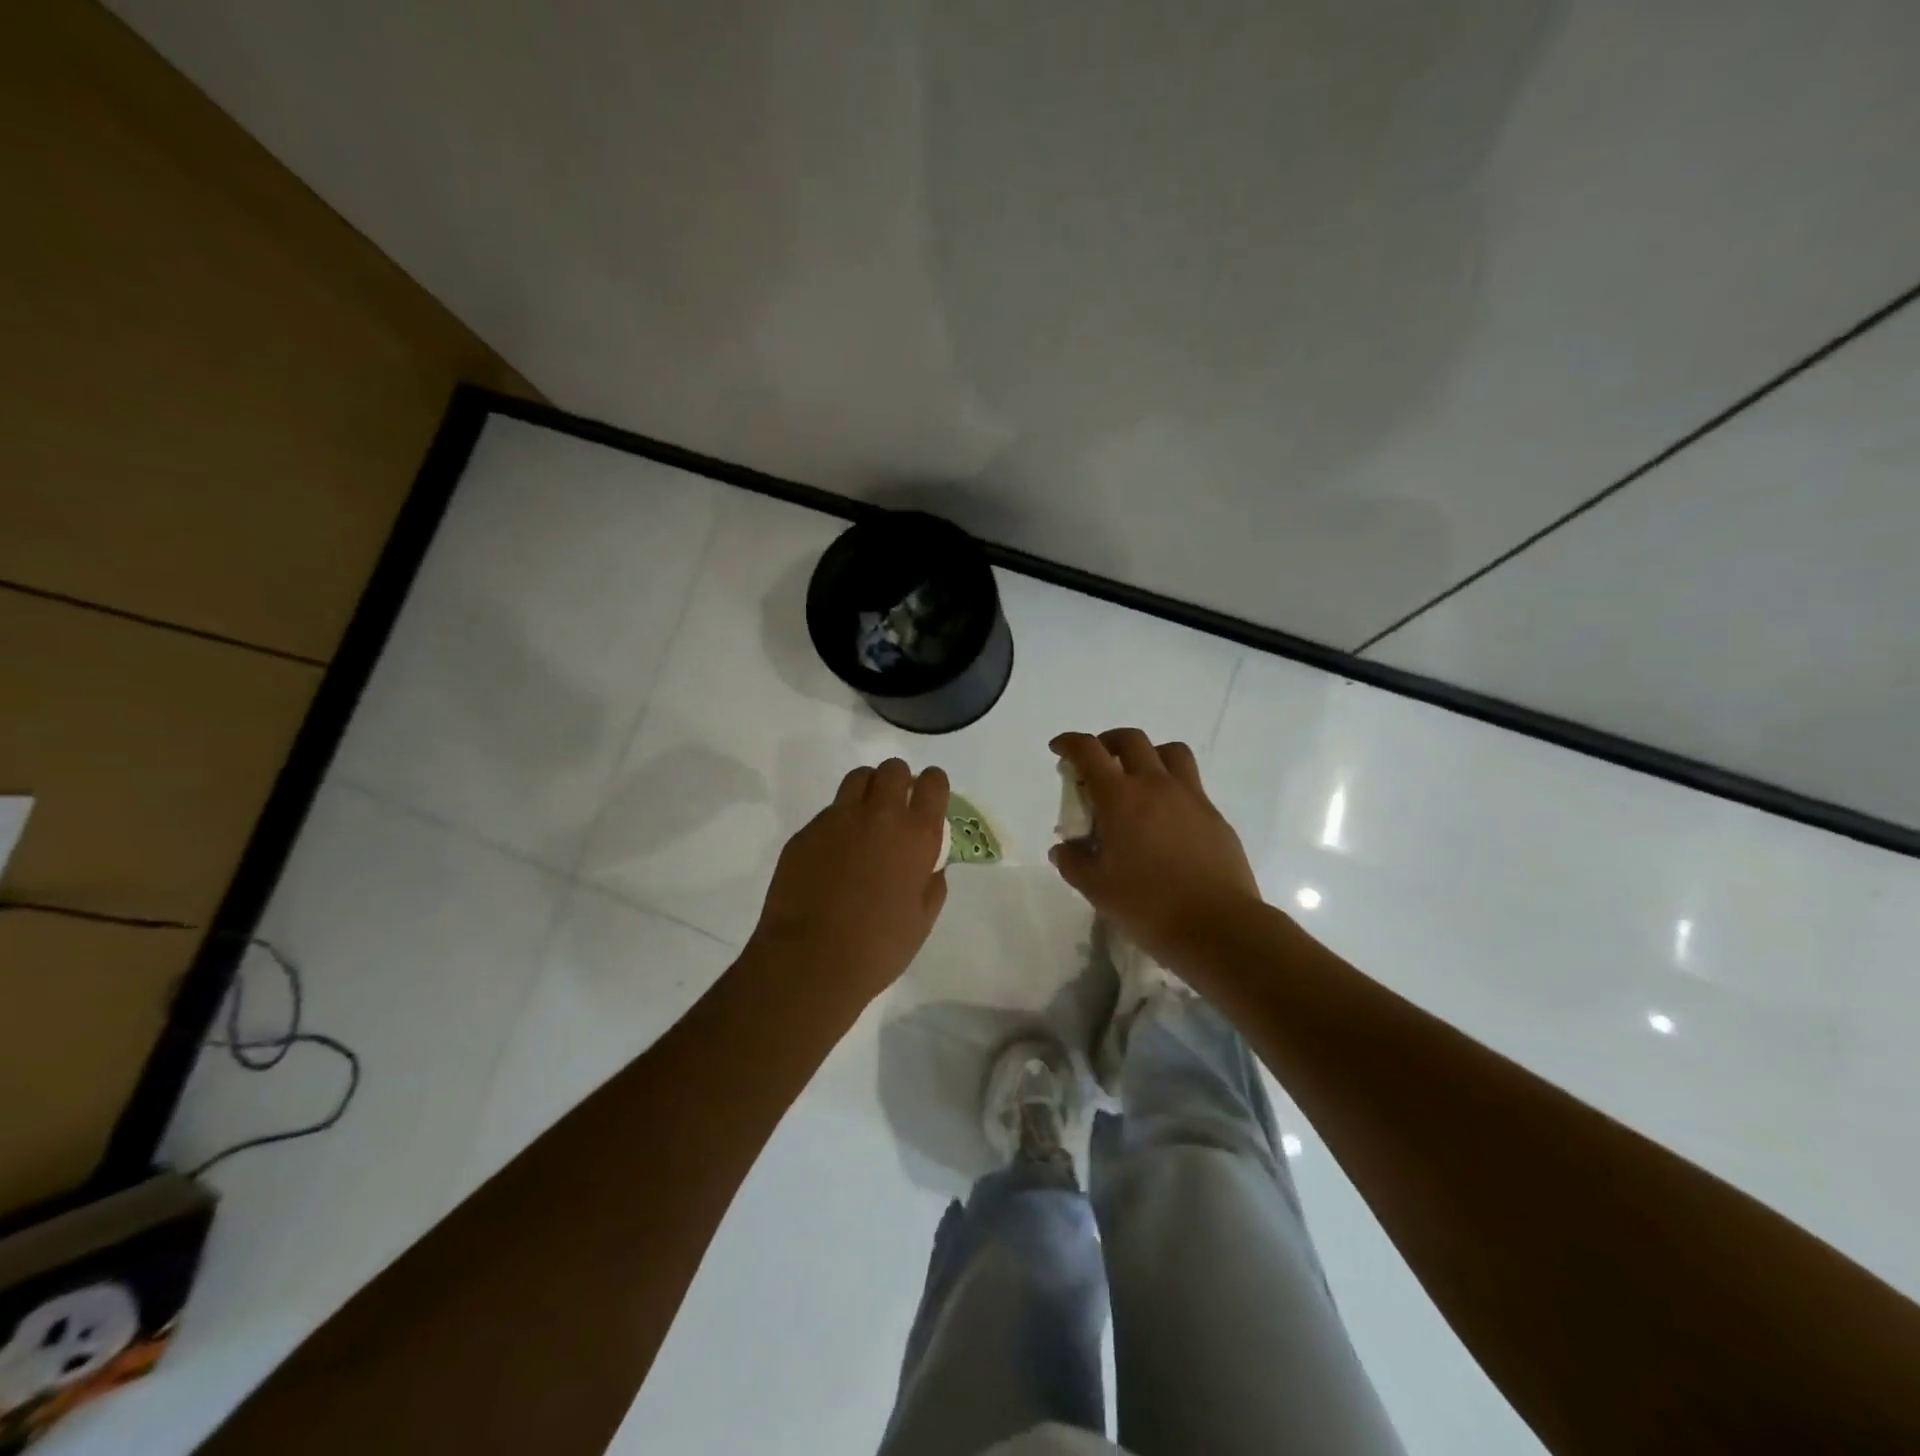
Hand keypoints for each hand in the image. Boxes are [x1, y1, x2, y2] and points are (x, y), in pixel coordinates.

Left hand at [747, 758, 950, 1010]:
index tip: (928, 799)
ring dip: (867, 790)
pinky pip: (828, 813)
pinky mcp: (806, 832)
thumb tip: (931, 864)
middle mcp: (879, 816)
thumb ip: (932, 882)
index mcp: (916, 835)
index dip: (932, 785)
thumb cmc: (878, 948)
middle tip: (895, 807)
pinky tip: (833, 856)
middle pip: (892, 769)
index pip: (933, 781)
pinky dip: (837, 823)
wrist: (810, 962)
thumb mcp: (922, 919)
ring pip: (858, 779)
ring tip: (864, 819)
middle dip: (898, 781)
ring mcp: (838, 820)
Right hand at [1049, 729, 1262, 968]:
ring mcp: (1190, 797)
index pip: (1089, 751)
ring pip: (1170, 752)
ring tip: (1137, 778)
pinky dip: (1172, 785)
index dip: (1069, 742)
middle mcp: (1156, 785)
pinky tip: (1165, 818)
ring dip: (1148, 754)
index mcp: (1120, 797)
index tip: (1058, 748)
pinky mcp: (1214, 815)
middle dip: (1108, 742)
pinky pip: (1191, 783)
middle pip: (1131, 740)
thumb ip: (1074, 862)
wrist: (1217, 925)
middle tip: (1098, 762)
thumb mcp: (1096, 888)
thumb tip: (1064, 849)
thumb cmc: (1148, 905)